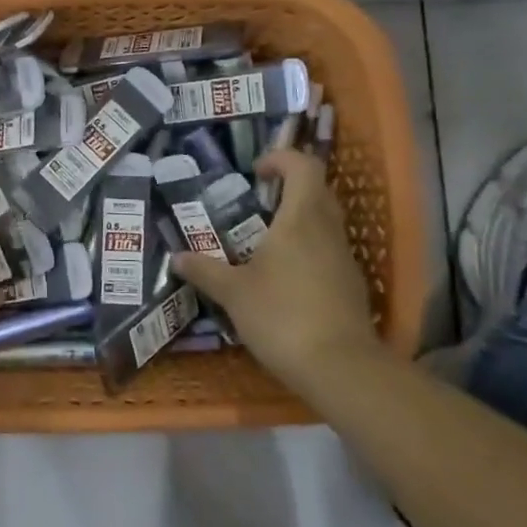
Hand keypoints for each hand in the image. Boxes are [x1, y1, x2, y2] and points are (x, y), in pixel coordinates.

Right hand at [171, 149, 380, 396]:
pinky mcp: (350, 285)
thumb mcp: (233, 293)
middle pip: (317, 190)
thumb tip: (176, 257)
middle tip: (256, 204)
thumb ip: (205, 271)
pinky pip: (328, 250)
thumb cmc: (282, 316)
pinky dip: (307, 250)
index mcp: (300, 218)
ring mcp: (344, 257)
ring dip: (298, 220)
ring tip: (263, 242)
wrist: (340, 367)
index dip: (281, 159)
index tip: (255, 173)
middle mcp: (327, 229)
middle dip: (288, 188)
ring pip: (325, 221)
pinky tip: (284, 278)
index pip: (303, 166)